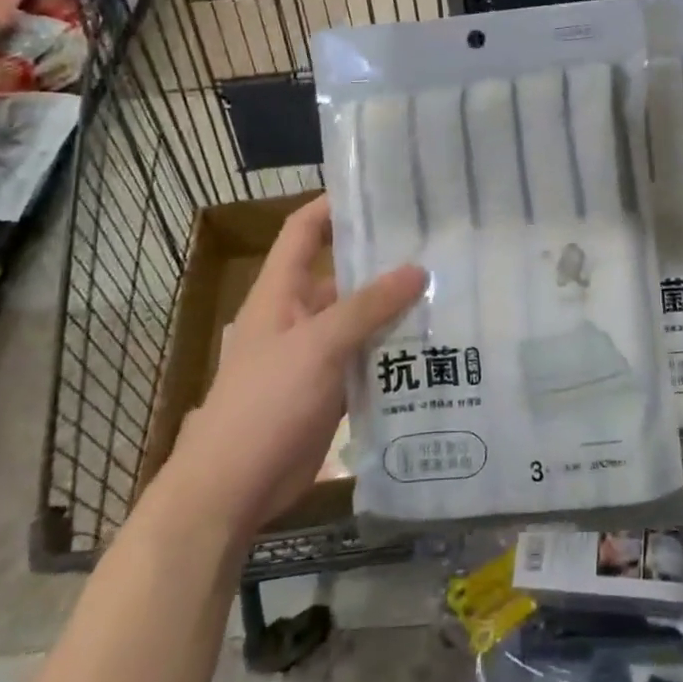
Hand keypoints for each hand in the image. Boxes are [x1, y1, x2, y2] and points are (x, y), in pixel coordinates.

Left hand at [160, 196, 425, 542]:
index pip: (305, 230)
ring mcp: (316, 352)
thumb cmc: (266, 403)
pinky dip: (394, 347)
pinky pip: (367, 355)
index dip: (334, 205)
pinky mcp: (331, 386)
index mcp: (281, 292)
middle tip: (437, 243)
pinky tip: (434, 341)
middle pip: (343, 273)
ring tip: (449, 287)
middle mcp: (299, 314)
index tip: (380, 191)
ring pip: (361, 317)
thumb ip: (368, 307)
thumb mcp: (319, 346)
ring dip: (395, 307)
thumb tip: (419, 268)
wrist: (233, 489)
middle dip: (384, 259)